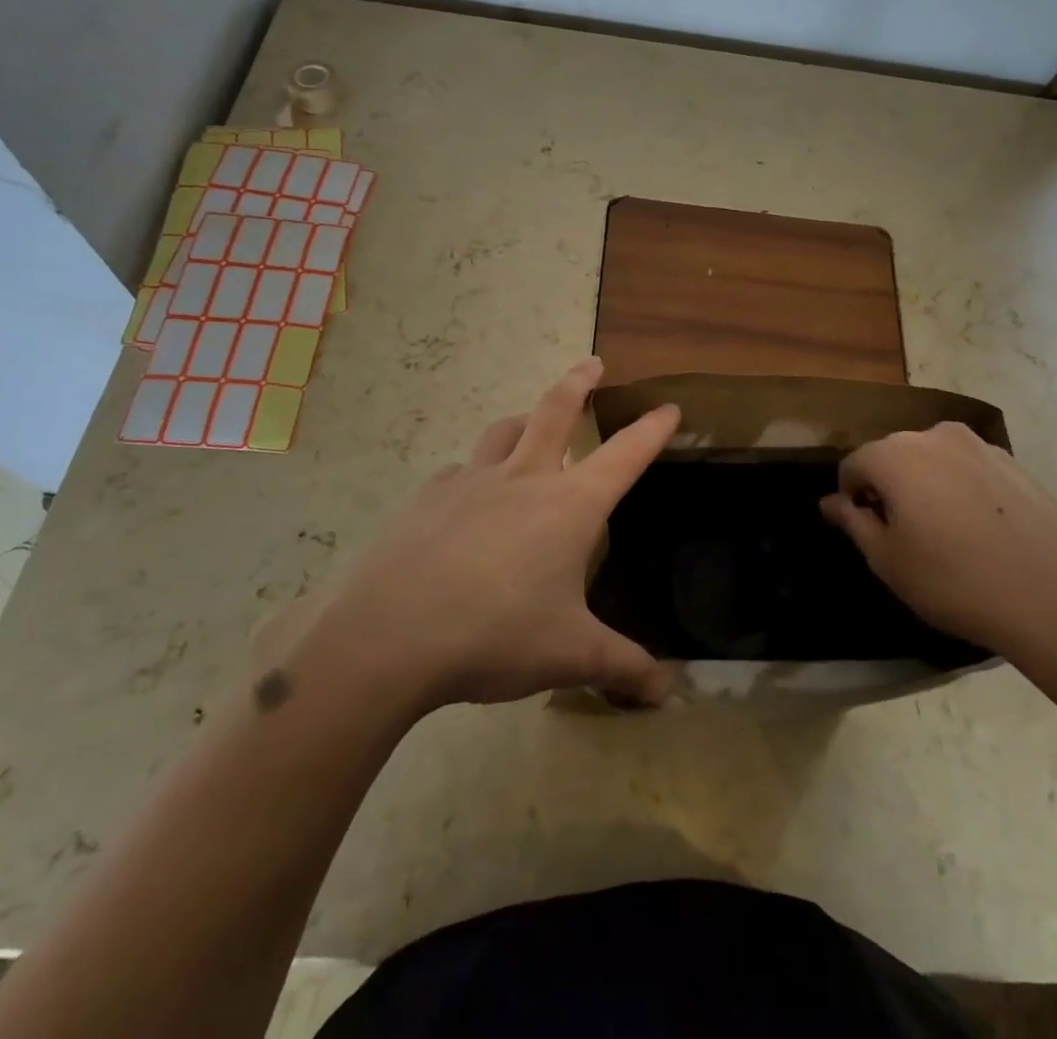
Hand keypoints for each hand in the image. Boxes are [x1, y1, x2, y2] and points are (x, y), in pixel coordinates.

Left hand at [277, 357, 679, 713]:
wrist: (387, 635)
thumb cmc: (495, 635)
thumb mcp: (569, 655)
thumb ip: (622, 668)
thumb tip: (666, 693)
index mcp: (570, 505)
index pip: (625, 455)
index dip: (652, 430)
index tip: (668, 407)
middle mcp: (524, 478)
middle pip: (556, 410)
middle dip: (580, 382)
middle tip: (593, 364)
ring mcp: (470, 482)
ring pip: (503, 431)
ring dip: (524, 420)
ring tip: (529, 423)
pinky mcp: (426, 498)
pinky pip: (459, 472)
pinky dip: (474, 474)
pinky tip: (467, 498)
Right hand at [818, 422, 1056, 652]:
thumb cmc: (955, 579)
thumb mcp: (888, 560)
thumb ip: (853, 522)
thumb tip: (830, 502)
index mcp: (894, 454)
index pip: (853, 465)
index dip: (850, 499)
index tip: (866, 533)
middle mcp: (932, 435)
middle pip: (893, 456)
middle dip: (888, 487)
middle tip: (902, 536)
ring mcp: (978, 444)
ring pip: (932, 460)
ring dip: (925, 486)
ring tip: (944, 534)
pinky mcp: (1013, 461)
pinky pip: (968, 468)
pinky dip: (960, 489)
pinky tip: (980, 531)